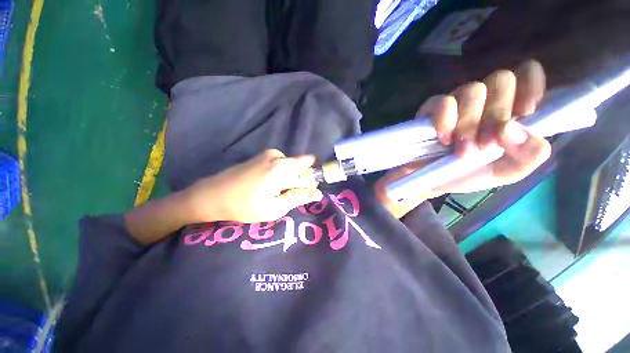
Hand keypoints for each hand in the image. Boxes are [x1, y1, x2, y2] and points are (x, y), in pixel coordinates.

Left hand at [184, 149, 322, 222]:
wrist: (213, 194)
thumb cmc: (245, 205)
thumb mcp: (275, 208)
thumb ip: (299, 197)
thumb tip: (319, 193)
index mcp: (283, 168)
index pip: (310, 170)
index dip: (310, 182)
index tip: (301, 193)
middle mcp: (279, 156)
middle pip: (301, 167)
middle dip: (299, 181)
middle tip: (285, 195)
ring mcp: (270, 154)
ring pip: (292, 166)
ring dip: (289, 178)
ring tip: (274, 192)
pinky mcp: (262, 155)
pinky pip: (282, 164)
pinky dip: (281, 174)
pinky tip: (267, 185)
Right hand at [376, 61, 551, 218]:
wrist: (423, 182)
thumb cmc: (461, 177)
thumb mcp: (505, 174)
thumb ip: (529, 154)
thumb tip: (519, 128)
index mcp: (506, 116)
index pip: (528, 78)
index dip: (533, 84)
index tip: (528, 110)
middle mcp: (482, 105)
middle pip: (501, 81)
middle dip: (498, 112)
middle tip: (484, 145)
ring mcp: (453, 107)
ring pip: (473, 89)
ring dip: (471, 121)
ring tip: (458, 149)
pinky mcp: (427, 113)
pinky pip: (440, 102)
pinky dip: (446, 117)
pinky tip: (442, 137)